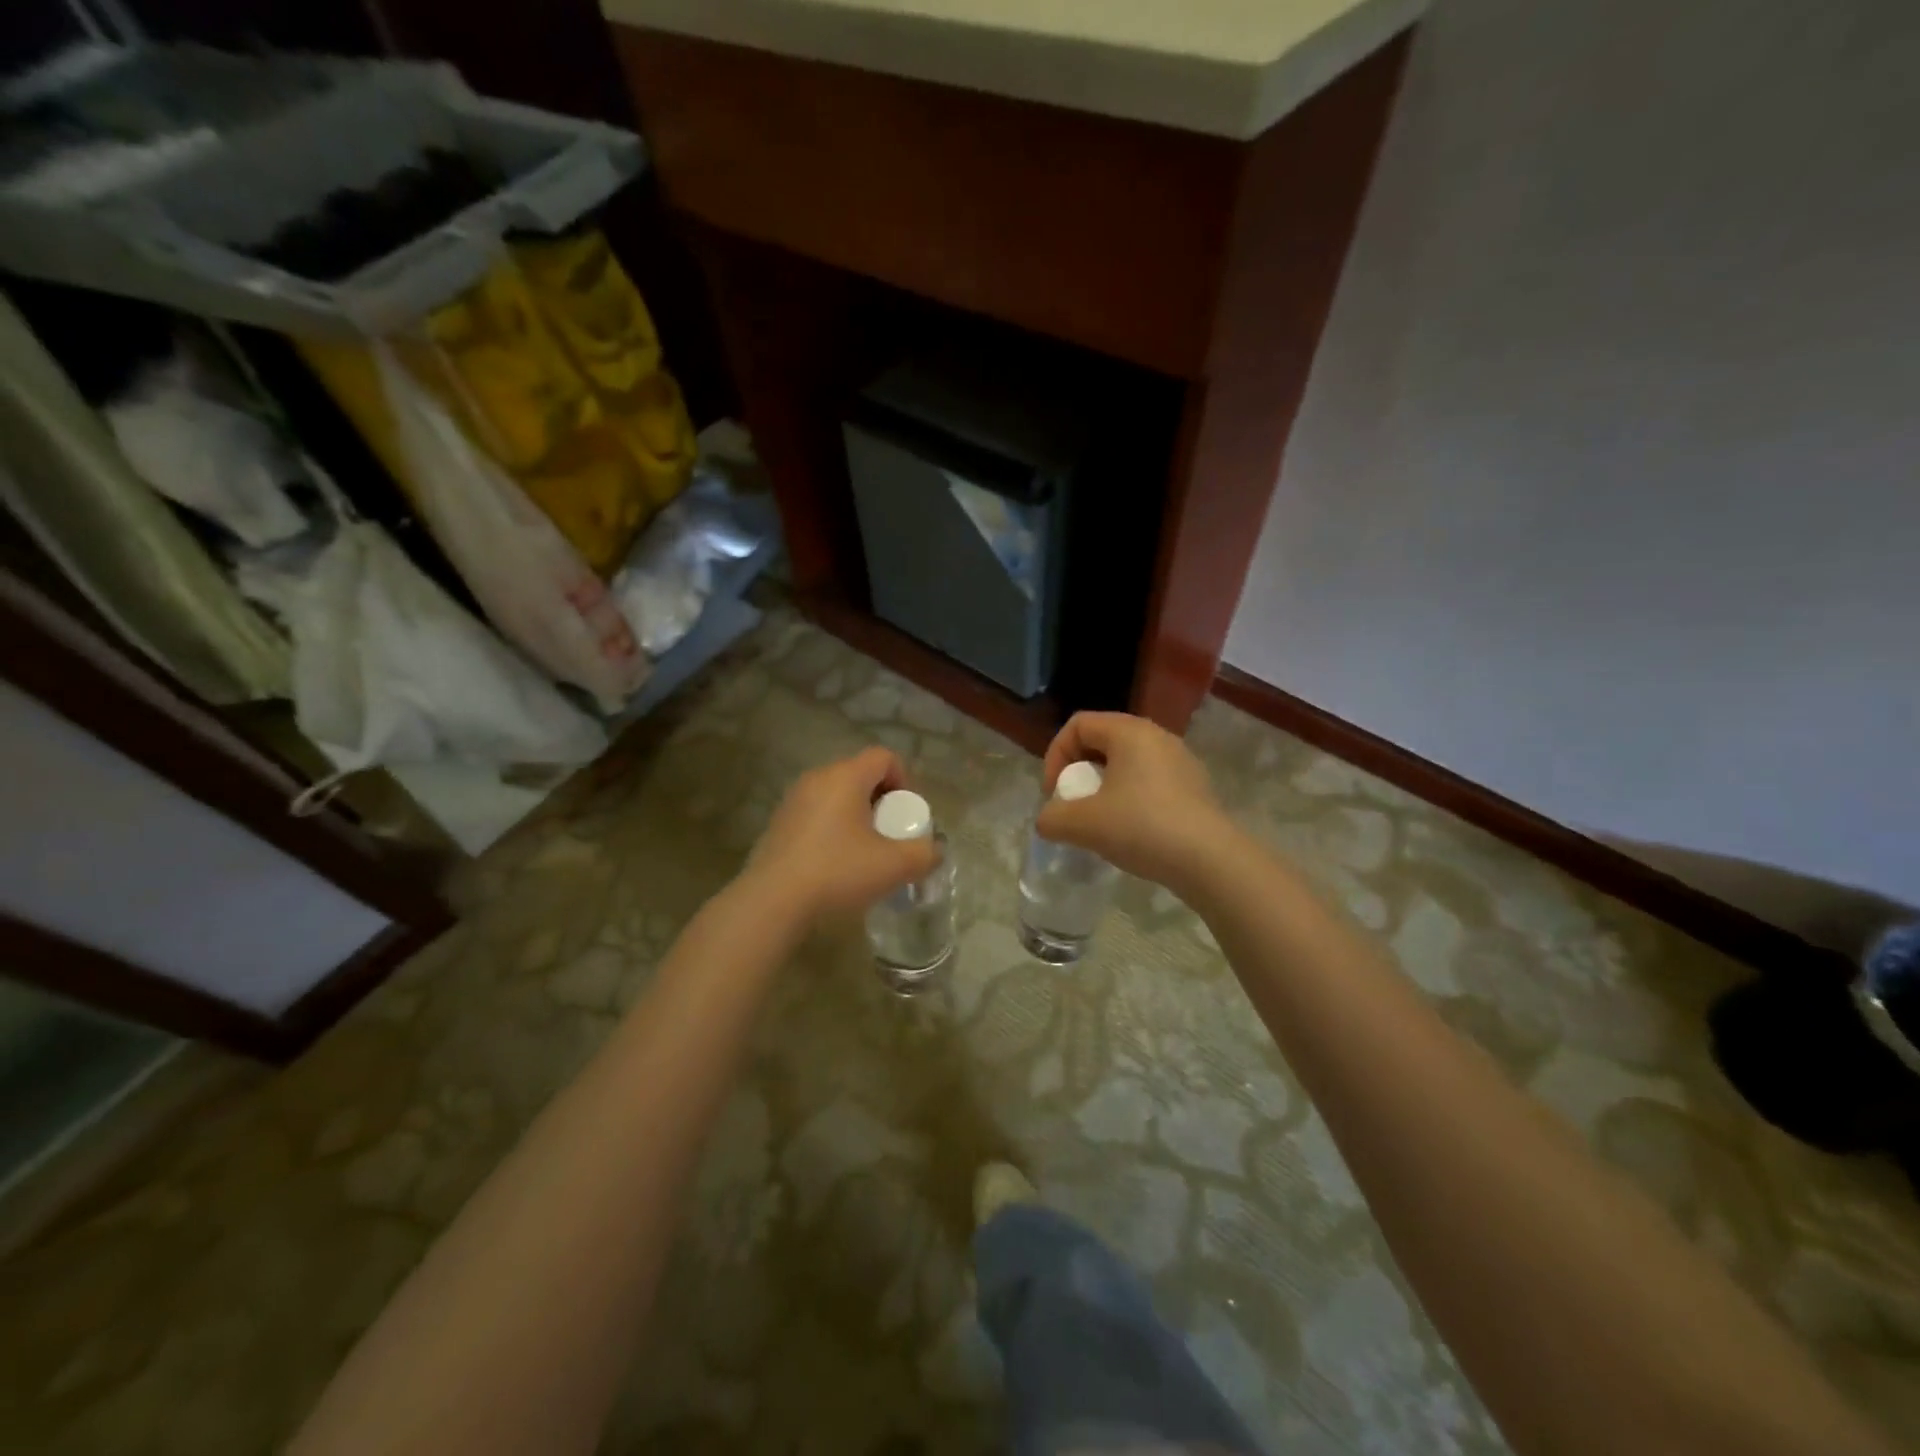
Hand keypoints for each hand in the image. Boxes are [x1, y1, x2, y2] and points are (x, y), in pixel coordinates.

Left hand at [741, 747, 939, 922]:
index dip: (905, 780)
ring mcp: (793, 800)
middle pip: (861, 775)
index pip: (884, 757)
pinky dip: (834, 829)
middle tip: (891, 835)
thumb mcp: (894, 866)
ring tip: (865, 852)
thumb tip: (933, 850)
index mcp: (845, 776)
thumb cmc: (838, 872)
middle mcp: (817, 778)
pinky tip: (836, 864)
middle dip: (883, 801)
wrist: (772, 902)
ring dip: (858, 817)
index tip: (907, 816)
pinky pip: (817, 814)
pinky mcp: (779, 823)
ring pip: (837, 796)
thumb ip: (924, 854)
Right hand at [1037, 712, 1236, 891]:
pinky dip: (1130, 798)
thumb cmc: (1142, 827)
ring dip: (1104, 787)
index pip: (1078, 724)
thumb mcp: (1083, 824)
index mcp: (1129, 732)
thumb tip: (1048, 821)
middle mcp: (1157, 736)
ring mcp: (1181, 761)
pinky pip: (1150, 781)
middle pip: (1103, 741)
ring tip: (1099, 821)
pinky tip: (1131, 832)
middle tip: (1073, 804)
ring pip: (1128, 763)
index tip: (1054, 793)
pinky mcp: (1195, 787)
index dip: (1055, 755)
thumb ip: (1052, 818)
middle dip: (1079, 771)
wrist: (1210, 861)